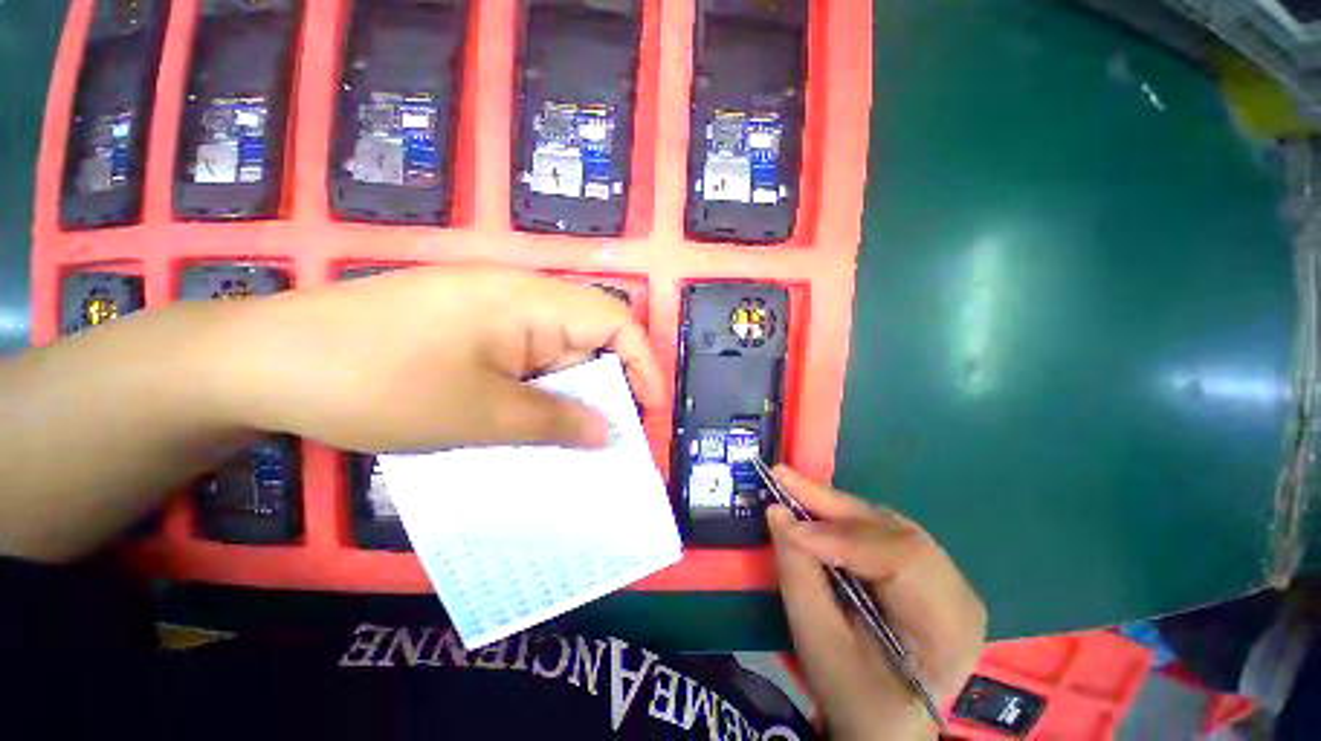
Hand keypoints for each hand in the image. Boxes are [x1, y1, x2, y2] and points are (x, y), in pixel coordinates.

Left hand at [204, 265, 662, 452]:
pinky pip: (524, 357)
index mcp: (530, 300)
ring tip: (567, 438)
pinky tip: (525, 421)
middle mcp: (519, 295)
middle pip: (588, 335)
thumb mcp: (479, 414)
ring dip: (568, 393)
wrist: (264, 362)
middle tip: (606, 436)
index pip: (615, 319)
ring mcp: (491, 309)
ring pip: (555, 351)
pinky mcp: (469, 327)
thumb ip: (556, 422)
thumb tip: (611, 434)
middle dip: (604, 386)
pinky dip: (536, 390)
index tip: (648, 410)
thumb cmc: (375, 382)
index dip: (642, 363)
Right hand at [768, 466, 986, 739]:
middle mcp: (956, 588)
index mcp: (949, 626)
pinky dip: (839, 518)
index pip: (901, 559)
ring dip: (832, 506)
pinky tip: (813, 506)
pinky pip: (877, 530)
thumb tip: (776, 514)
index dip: (840, 536)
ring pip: (882, 523)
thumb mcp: (824, 648)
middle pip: (892, 530)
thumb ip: (800, 579)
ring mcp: (942, 573)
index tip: (787, 526)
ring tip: (791, 486)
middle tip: (783, 477)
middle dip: (830, 504)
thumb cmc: (858, 698)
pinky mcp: (920, 566)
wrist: (888, 721)